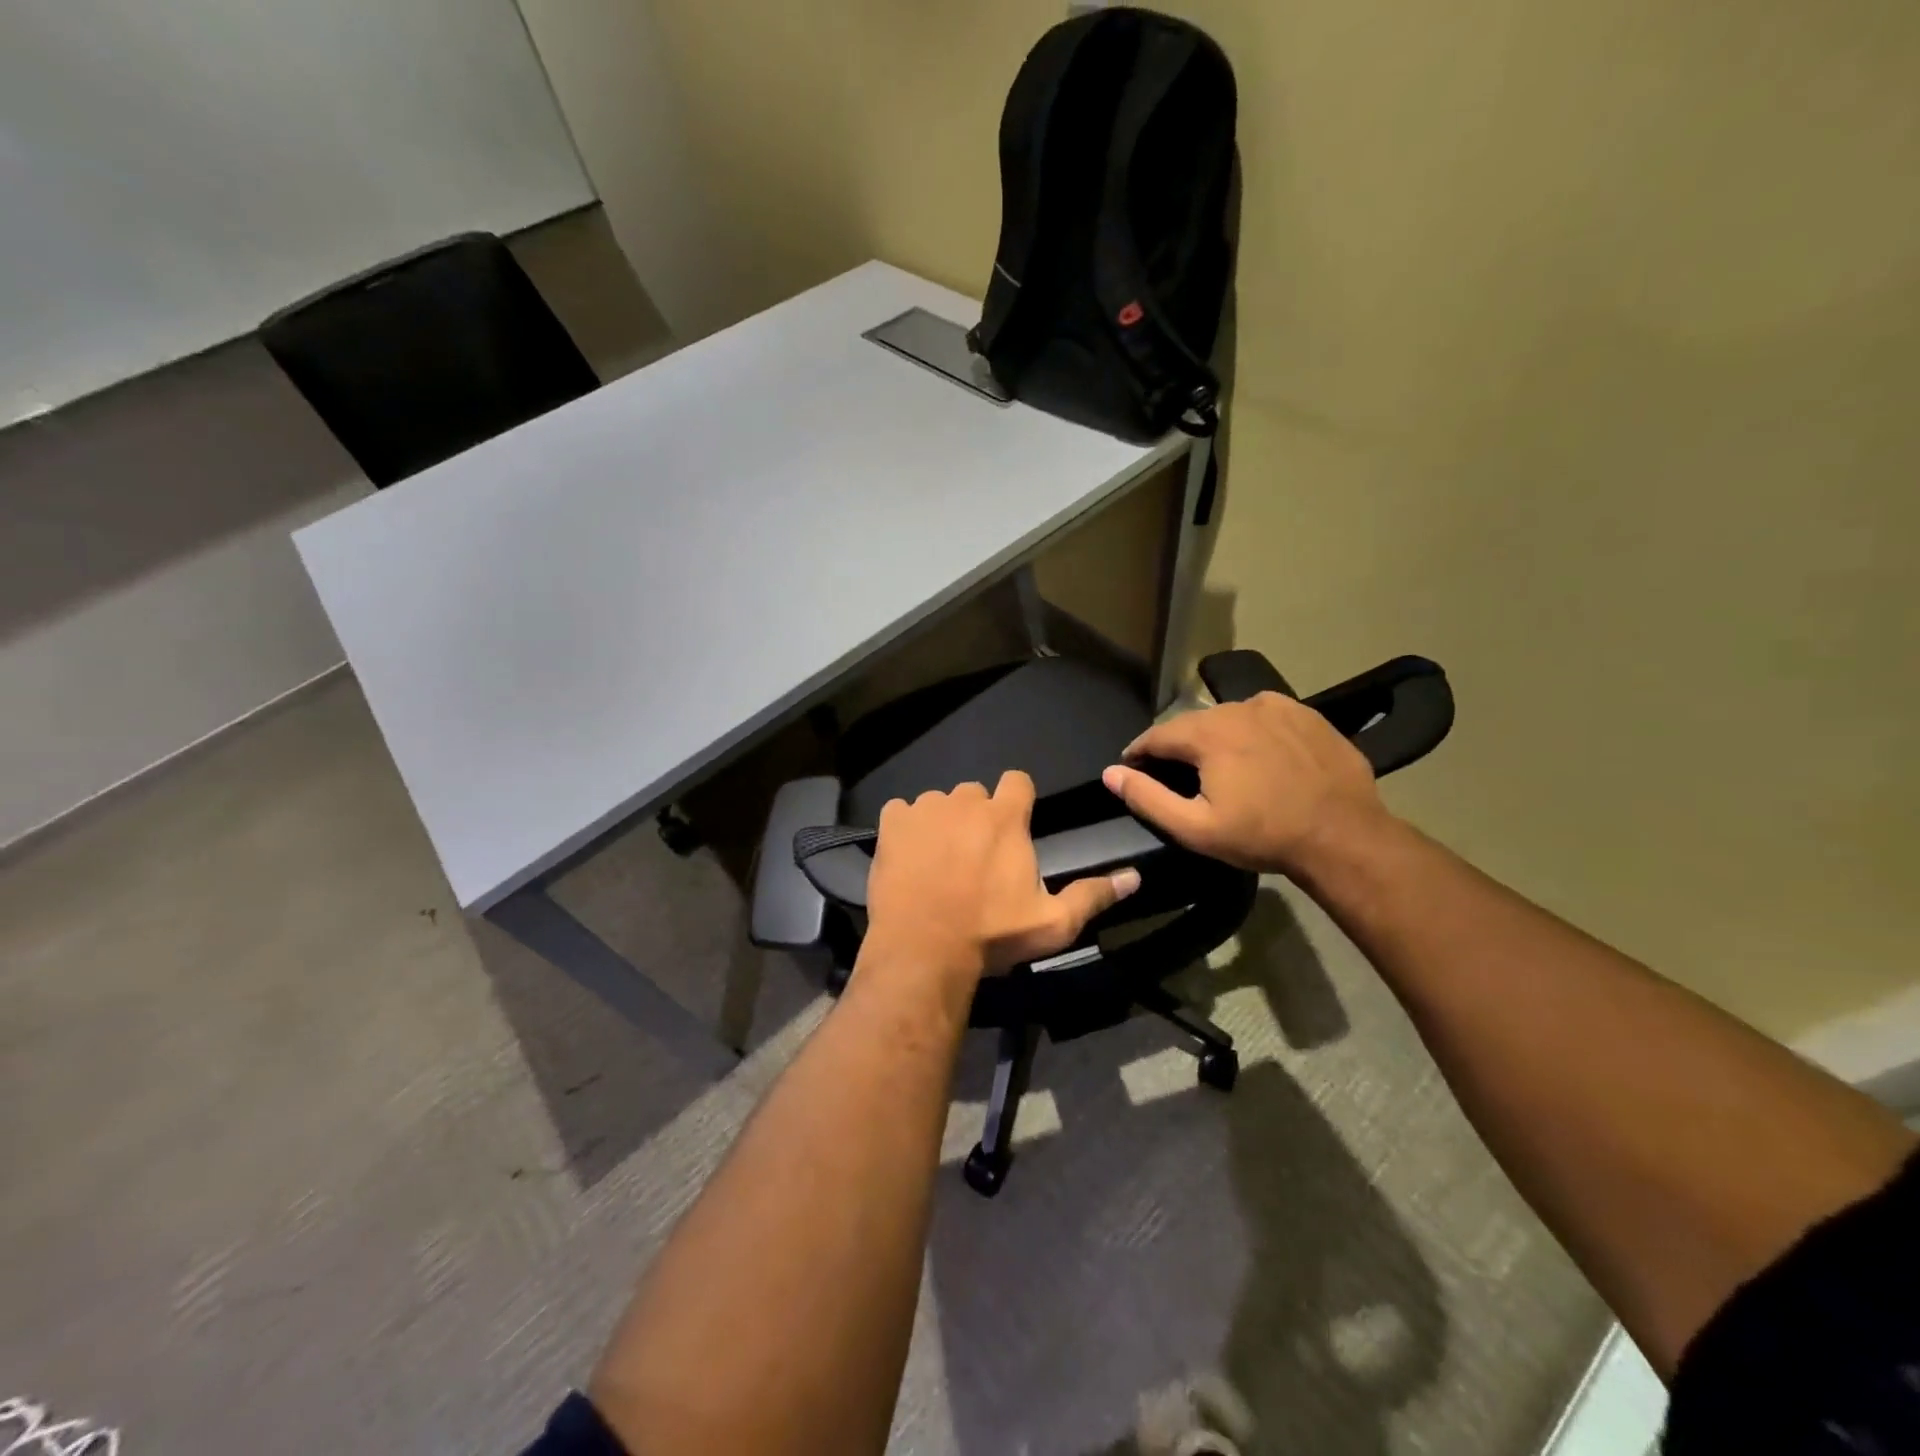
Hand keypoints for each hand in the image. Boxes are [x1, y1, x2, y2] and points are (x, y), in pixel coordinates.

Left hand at [863, 771, 1140, 984]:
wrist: (924, 951)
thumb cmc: (992, 935)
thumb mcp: (1053, 923)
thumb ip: (1093, 895)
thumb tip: (1135, 877)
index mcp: (1005, 817)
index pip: (1017, 781)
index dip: (1017, 800)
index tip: (1013, 827)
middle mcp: (965, 801)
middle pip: (975, 794)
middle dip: (977, 817)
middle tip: (974, 857)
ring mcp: (924, 809)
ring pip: (938, 803)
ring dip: (941, 823)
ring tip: (938, 862)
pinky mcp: (891, 824)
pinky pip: (901, 812)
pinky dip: (905, 828)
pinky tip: (908, 858)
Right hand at [1100, 692, 1388, 875]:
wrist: (1343, 835)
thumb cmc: (1263, 835)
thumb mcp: (1196, 828)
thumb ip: (1147, 798)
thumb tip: (1111, 772)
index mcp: (1207, 733)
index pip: (1156, 735)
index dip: (1138, 752)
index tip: (1132, 768)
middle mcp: (1237, 708)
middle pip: (1192, 723)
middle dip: (1178, 746)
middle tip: (1177, 774)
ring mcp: (1276, 706)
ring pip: (1228, 717)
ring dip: (1215, 737)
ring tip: (1219, 765)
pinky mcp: (1305, 713)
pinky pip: (1263, 716)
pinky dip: (1251, 731)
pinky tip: (1259, 755)